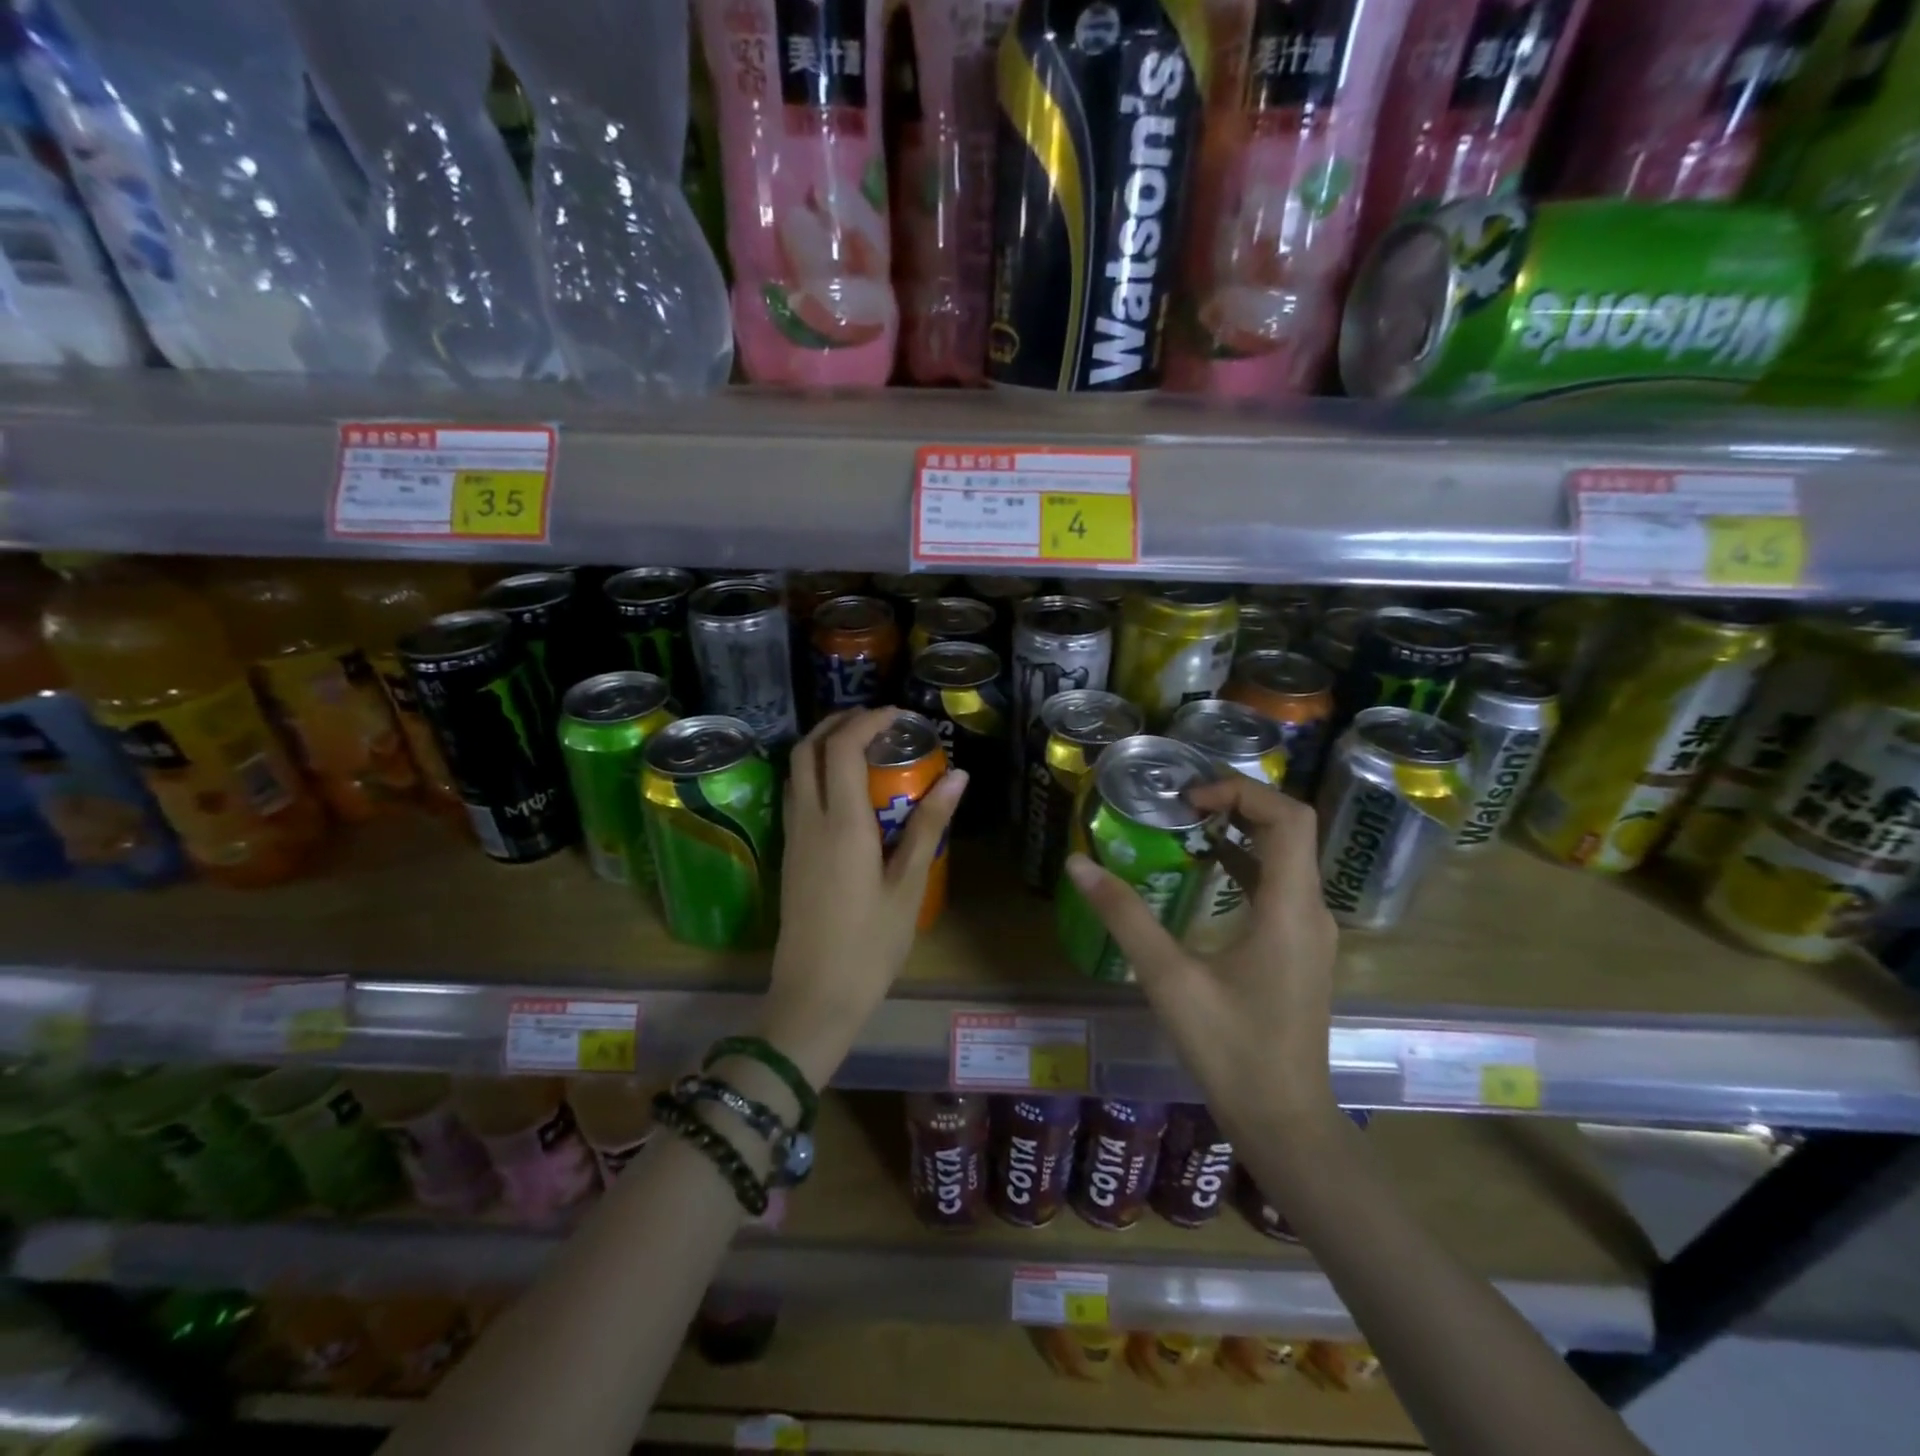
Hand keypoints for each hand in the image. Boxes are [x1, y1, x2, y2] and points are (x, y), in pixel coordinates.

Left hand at [760, 708, 966, 1086]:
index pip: (841, 748)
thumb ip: (929, 825)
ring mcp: (793, 837)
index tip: (899, 716)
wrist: (814, 996)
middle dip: (838, 723)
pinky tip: (846, 789)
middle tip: (877, 722)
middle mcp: (809, 820)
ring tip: (863, 747)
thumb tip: (957, 776)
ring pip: (796, 770)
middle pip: (807, 749)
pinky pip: (796, 795)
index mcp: (841, 824)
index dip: (867, 721)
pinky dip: (816, 772)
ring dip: (823, 745)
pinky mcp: (790, 855)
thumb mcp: (908, 885)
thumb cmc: (870, 945)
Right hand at [1063, 776, 1336, 1136]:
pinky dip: (1245, 863)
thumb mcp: (1168, 978)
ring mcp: (1311, 932)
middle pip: (1289, 829)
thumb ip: (1124, 916)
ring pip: (1287, 857)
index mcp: (1291, 908)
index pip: (1288, 817)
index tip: (1188, 799)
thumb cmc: (1230, 1050)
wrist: (1283, 1121)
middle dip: (1238, 803)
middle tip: (1181, 803)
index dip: (1241, 791)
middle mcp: (1312, 910)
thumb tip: (1078, 863)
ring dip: (1241, 831)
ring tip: (1186, 825)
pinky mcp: (1301, 950)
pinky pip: (1280, 885)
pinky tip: (1206, 873)